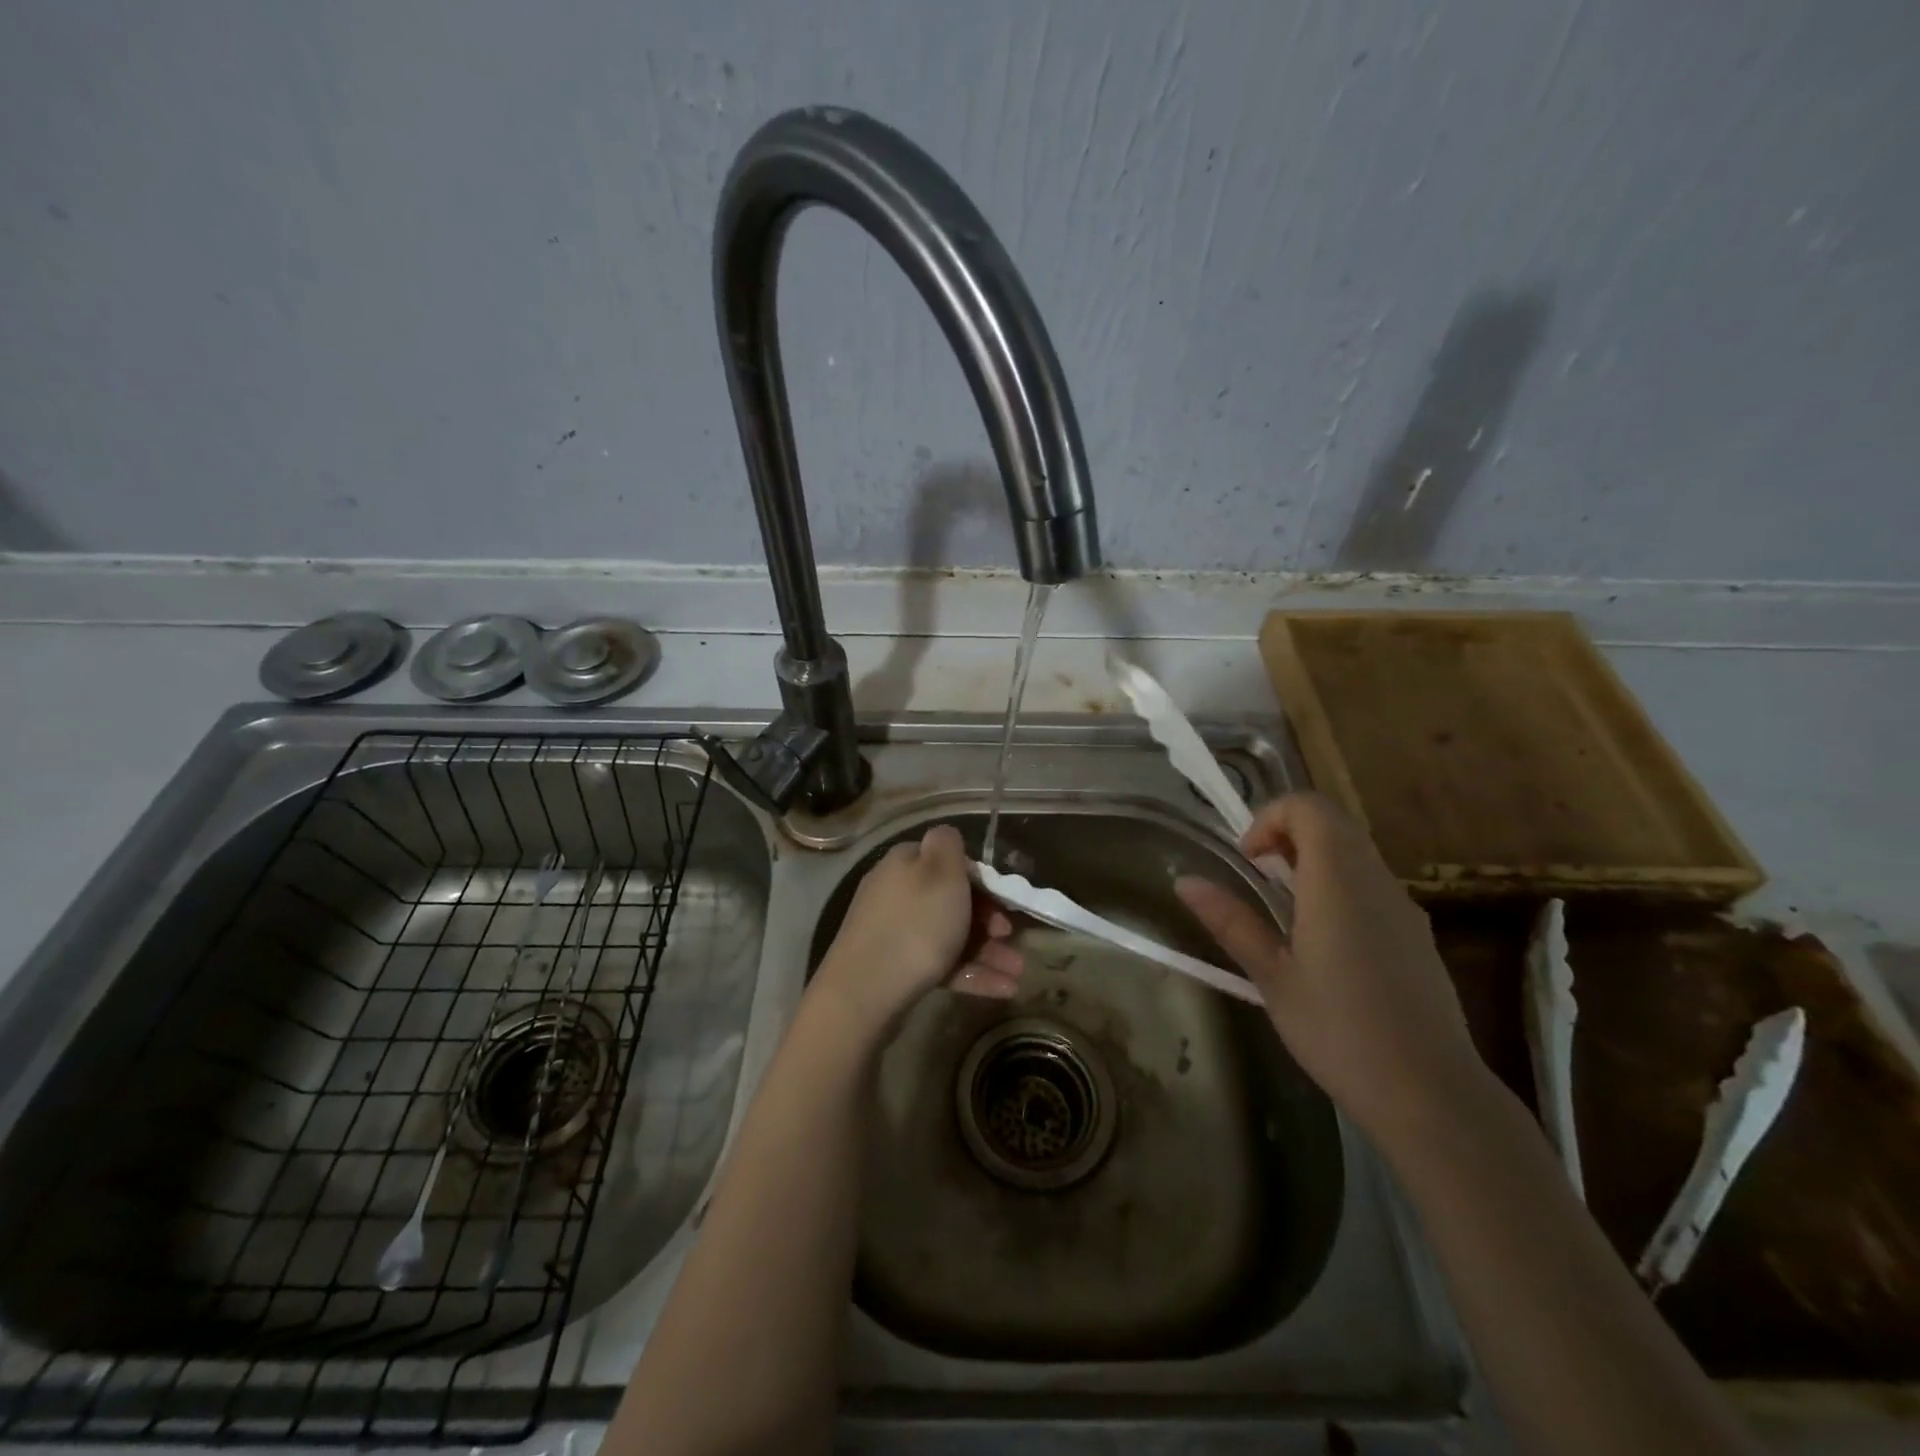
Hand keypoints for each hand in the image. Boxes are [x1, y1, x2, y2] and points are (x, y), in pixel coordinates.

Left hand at [814, 824, 1024, 1037]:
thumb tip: (946, 835)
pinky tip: (1003, 989)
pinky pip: (940, 964)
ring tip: (1017, 972)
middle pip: (951, 900)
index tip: (1004, 900)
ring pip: (949, 936)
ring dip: (987, 952)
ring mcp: (893, 932)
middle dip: (989, 920)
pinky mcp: (895, 968)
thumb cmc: (915, 926)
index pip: (948, 862)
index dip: (980, 879)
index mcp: (905, 863)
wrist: (865, 993)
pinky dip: (970, 974)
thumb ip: (949, 845)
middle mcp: (896, 892)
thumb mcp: (941, 873)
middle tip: (1012, 937)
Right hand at [1175, 792, 1484, 1150]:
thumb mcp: (1272, 977)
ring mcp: (1403, 907)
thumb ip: (1230, 921)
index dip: (1271, 817)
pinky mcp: (1418, 935)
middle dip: (1288, 835)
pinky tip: (1325, 944)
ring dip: (1313, 860)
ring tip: (1285, 912)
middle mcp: (1376, 881)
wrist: (1430, 1094)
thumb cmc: (1338, 1031)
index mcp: (1338, 881)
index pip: (1310, 808)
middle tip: (1259, 878)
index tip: (1248, 860)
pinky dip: (1339, 886)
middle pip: (1334, 823)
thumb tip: (1185, 882)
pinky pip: (1373, 885)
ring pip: (1356, 852)